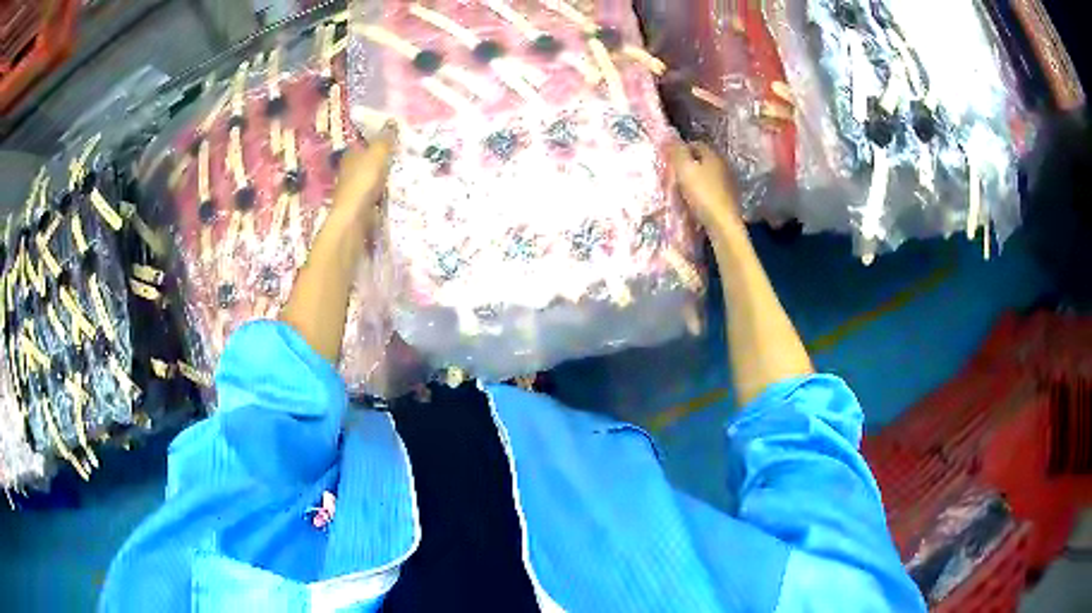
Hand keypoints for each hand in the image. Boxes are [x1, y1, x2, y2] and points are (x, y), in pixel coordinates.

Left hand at [331, 122, 397, 236]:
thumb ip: (385, 138)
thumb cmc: (363, 181)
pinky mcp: (360, 204)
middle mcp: (349, 169)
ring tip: (405, 172)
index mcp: (350, 154)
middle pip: (367, 160)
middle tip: (404, 154)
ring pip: (372, 177)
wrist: (354, 217)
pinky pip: (376, 193)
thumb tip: (392, 120)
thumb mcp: (378, 154)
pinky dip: (384, 191)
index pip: (362, 142)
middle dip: (382, 158)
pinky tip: (397, 190)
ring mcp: (354, 188)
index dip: (376, 139)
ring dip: (384, 176)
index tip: (393, 138)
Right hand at [669, 141, 740, 232]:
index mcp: (713, 154)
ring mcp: (729, 181)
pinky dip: (704, 190)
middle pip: (702, 159)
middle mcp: (724, 164)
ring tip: (685, 189)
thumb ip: (676, 151)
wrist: (723, 224)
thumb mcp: (684, 169)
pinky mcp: (730, 197)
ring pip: (708, 173)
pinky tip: (697, 200)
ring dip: (697, 178)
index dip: (680, 150)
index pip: (695, 143)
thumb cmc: (702, 194)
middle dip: (689, 164)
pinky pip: (713, 187)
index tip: (670, 162)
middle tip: (675, 175)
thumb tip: (668, 135)